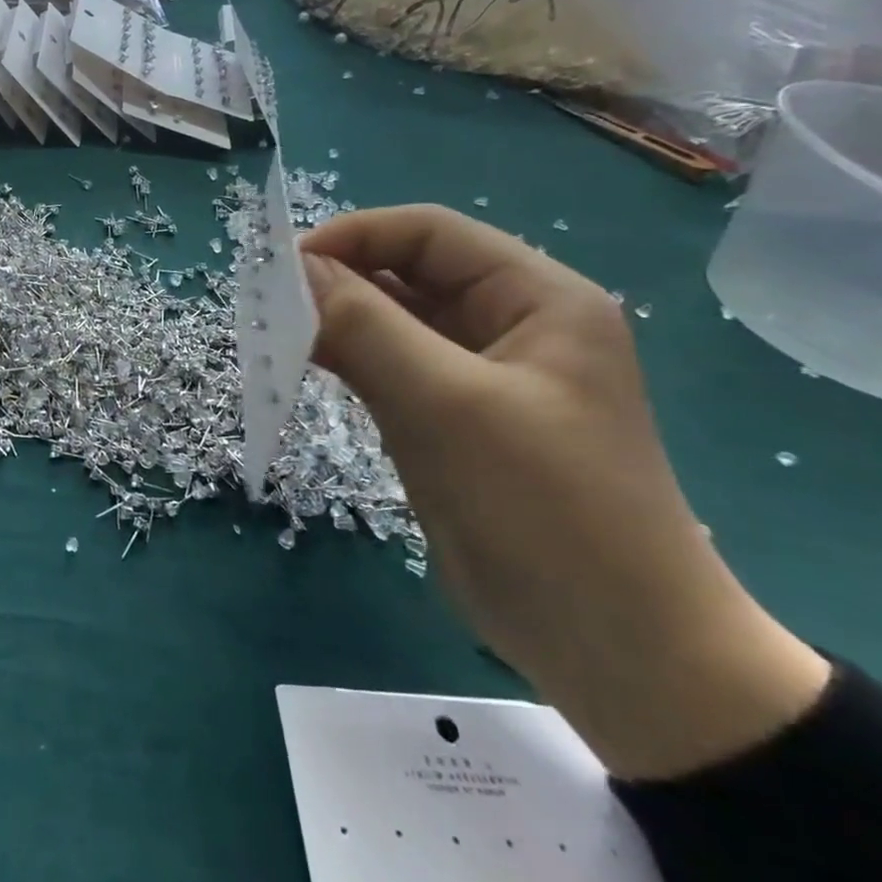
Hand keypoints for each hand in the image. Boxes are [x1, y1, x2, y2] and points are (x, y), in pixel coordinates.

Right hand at [303, 206, 828, 779]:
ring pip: (392, 324)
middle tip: (268, 305)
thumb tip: (295, 268)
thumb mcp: (447, 405)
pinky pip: (388, 370)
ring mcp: (479, 378)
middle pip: (407, 274)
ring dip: (334, 323)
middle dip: (337, 281)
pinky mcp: (451, 421)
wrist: (614, 648)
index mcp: (537, 299)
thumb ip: (365, 327)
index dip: (354, 236)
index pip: (430, 233)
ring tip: (274, 335)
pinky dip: (343, 362)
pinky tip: (302, 367)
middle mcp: (510, 326)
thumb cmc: (543, 508)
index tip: (284, 266)